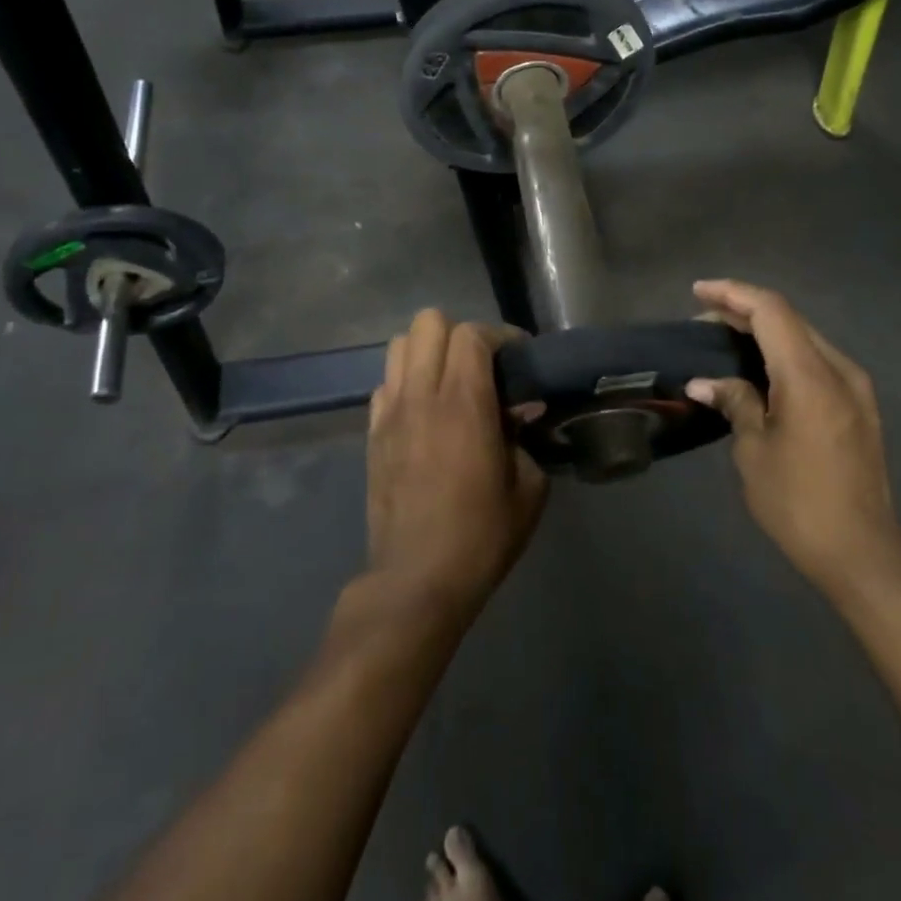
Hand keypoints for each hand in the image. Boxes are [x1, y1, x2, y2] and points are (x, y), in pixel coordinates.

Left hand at [365, 310, 547, 617]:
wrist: (417, 578)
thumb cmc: (481, 535)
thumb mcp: (528, 487)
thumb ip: (527, 438)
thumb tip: (522, 412)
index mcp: (464, 405)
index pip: (472, 334)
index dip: (500, 335)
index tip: (519, 356)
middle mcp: (422, 396)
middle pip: (429, 322)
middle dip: (460, 334)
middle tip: (483, 366)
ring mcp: (390, 412)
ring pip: (399, 344)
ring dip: (428, 351)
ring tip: (450, 380)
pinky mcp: (372, 432)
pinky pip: (385, 382)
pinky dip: (406, 382)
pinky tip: (424, 410)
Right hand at [686, 280, 900, 601]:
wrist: (863, 551)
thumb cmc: (798, 502)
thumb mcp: (754, 451)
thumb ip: (735, 403)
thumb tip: (705, 382)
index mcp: (810, 376)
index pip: (771, 311)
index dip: (732, 294)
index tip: (697, 292)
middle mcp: (839, 369)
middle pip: (789, 319)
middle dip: (744, 310)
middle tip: (703, 319)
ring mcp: (855, 387)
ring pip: (804, 339)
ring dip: (765, 332)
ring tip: (724, 340)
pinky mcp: (859, 406)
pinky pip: (816, 362)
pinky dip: (783, 354)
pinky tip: (758, 370)